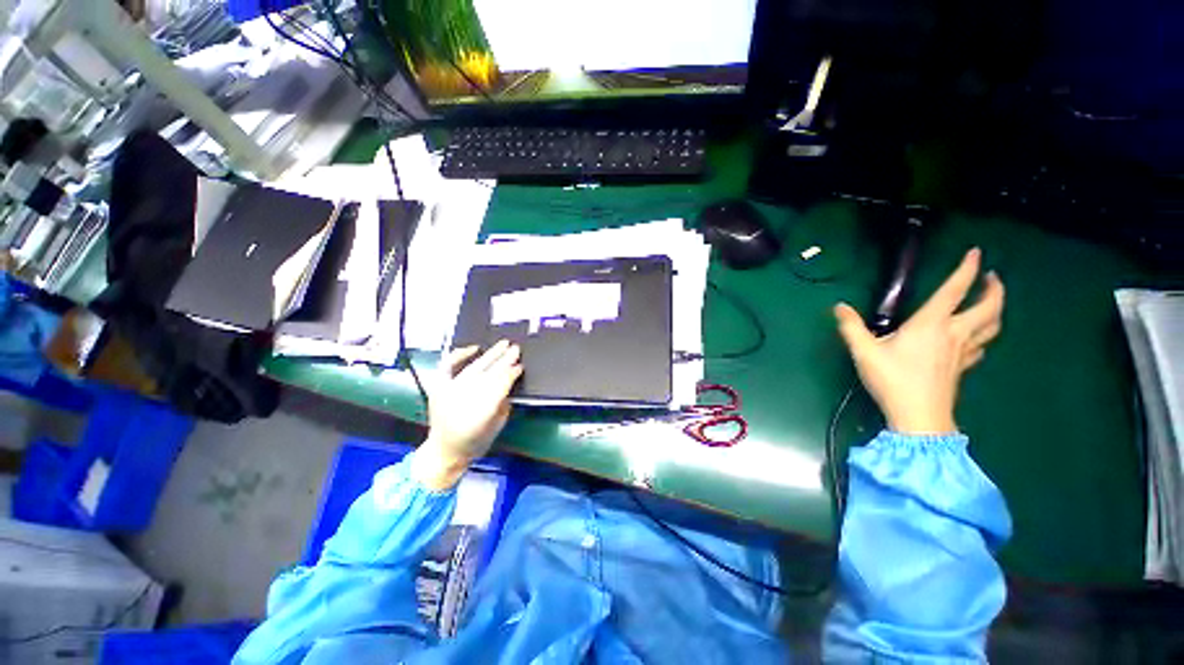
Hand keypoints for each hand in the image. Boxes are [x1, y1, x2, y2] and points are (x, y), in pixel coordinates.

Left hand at [411, 340, 522, 489]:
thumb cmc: (474, 442)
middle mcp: (464, 398)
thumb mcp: (497, 427)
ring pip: (474, 367)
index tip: (520, 367)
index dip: (511, 374)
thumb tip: (509, 386)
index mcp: (481, 411)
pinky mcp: (438, 387)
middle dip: (504, 360)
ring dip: (490, 355)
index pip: (500, 385)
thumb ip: (504, 405)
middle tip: (516, 349)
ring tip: (503, 344)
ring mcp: (449, 390)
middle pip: (489, 373)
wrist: (444, 452)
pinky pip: (447, 366)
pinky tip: (473, 348)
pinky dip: (459, 355)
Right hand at [834, 248, 1004, 434]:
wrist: (919, 416)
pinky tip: (976, 338)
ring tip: (990, 303)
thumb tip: (839, 307)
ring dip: (996, 310)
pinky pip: (981, 346)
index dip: (967, 269)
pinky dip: (984, 335)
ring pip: (992, 326)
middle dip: (994, 289)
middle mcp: (954, 333)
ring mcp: (963, 352)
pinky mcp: (963, 367)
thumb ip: (851, 327)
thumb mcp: (864, 352)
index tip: (977, 253)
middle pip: (989, 307)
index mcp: (931, 324)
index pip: (955, 290)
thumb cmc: (893, 380)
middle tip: (992, 277)